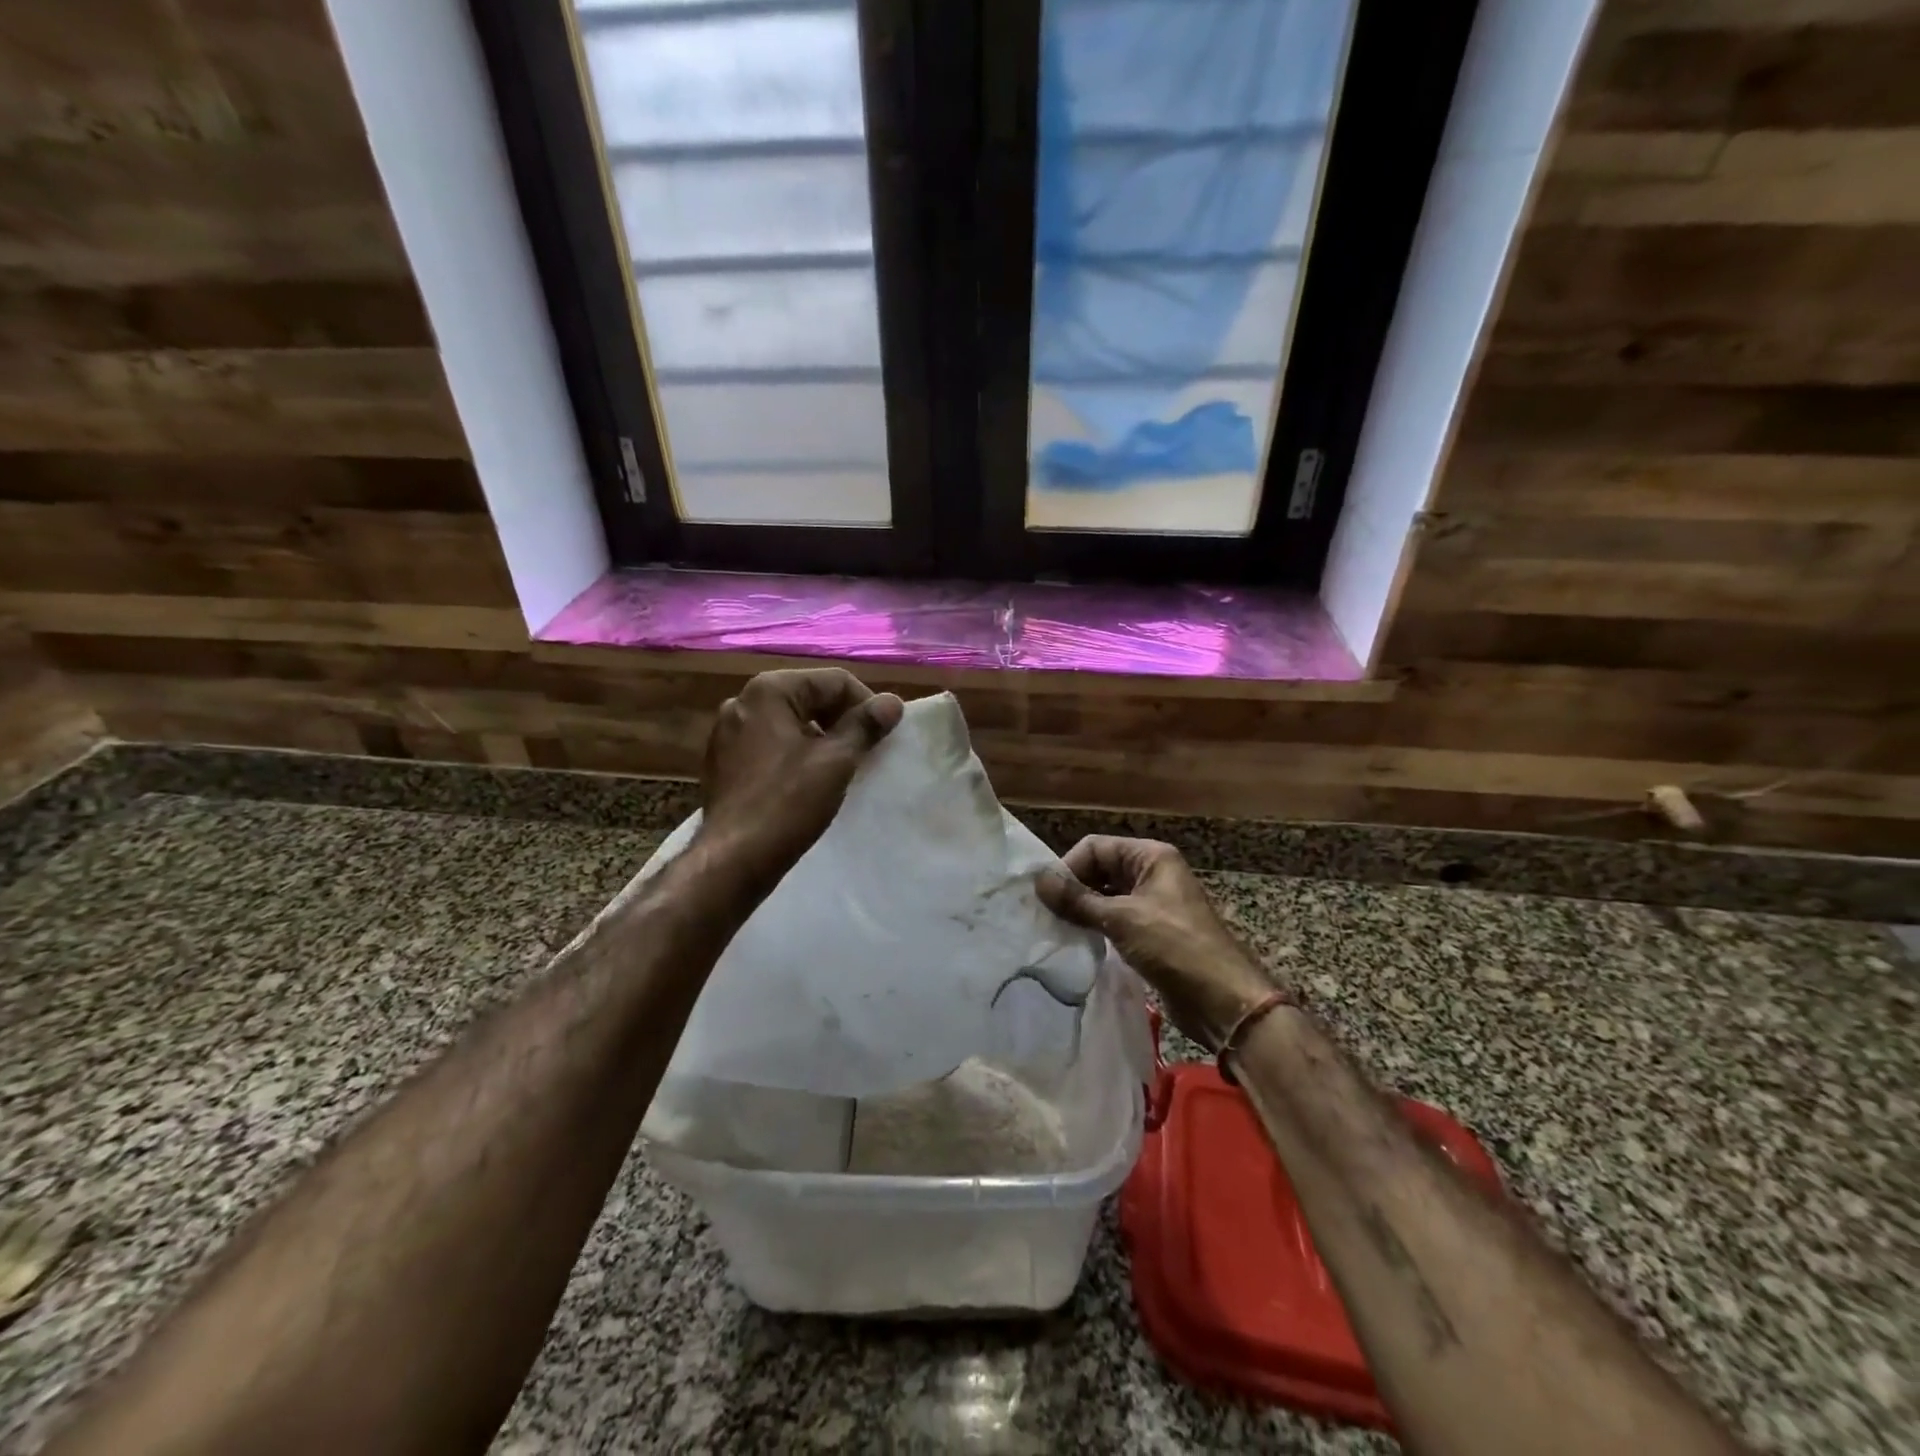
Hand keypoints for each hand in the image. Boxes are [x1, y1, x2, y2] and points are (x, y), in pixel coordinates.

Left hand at [699, 668, 903, 898]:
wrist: (733, 860)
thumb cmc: (787, 804)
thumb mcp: (836, 761)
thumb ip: (865, 726)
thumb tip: (891, 702)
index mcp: (768, 691)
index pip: (833, 681)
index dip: (866, 705)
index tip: (883, 737)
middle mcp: (742, 701)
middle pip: (809, 697)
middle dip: (841, 721)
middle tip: (865, 753)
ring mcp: (727, 732)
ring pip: (789, 723)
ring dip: (819, 739)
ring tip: (839, 769)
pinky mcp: (723, 761)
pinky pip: (769, 745)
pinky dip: (794, 755)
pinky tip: (806, 782)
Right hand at [1038, 836, 1277, 1049]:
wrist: (1223, 1001)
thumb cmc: (1175, 947)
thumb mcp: (1122, 919)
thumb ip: (1077, 900)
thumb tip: (1038, 881)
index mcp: (1151, 856)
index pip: (1096, 847)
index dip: (1070, 867)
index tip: (1047, 897)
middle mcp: (1152, 873)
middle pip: (1100, 870)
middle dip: (1073, 889)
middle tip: (1046, 915)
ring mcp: (1152, 904)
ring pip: (1105, 897)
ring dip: (1082, 911)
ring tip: (1056, 930)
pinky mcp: (1150, 933)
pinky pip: (1114, 921)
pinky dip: (1095, 928)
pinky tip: (1077, 943)